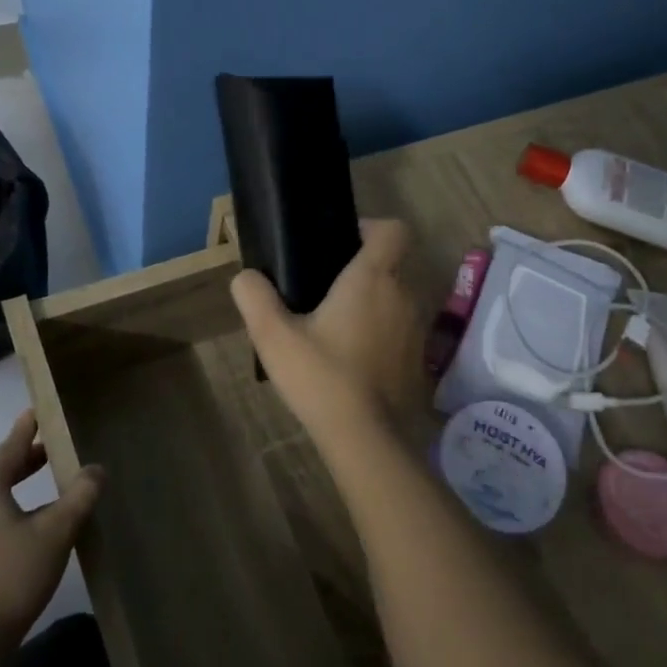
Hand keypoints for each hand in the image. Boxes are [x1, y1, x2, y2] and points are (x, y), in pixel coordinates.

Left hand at [0, 410, 102, 662]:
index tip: (37, 410)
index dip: (27, 429)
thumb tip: (96, 469)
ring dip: (14, 491)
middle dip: (25, 462)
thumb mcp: (56, 533)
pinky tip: (20, 531)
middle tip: (51, 451)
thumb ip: (80, 496)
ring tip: (41, 492)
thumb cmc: (11, 577)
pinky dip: (2, 515)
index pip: (10, 448)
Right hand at [230, 218, 422, 436]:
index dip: (371, 228)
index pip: (393, 229)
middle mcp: (403, 295)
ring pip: (397, 298)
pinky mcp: (420, 359)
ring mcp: (417, 329)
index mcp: (372, 278)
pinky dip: (383, 333)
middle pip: (391, 264)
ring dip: (374, 303)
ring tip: (337, 327)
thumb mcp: (274, 337)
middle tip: (325, 291)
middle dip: (363, 270)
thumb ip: (255, 298)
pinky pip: (401, 330)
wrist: (366, 438)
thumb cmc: (321, 377)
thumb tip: (246, 277)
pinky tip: (354, 359)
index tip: (343, 244)